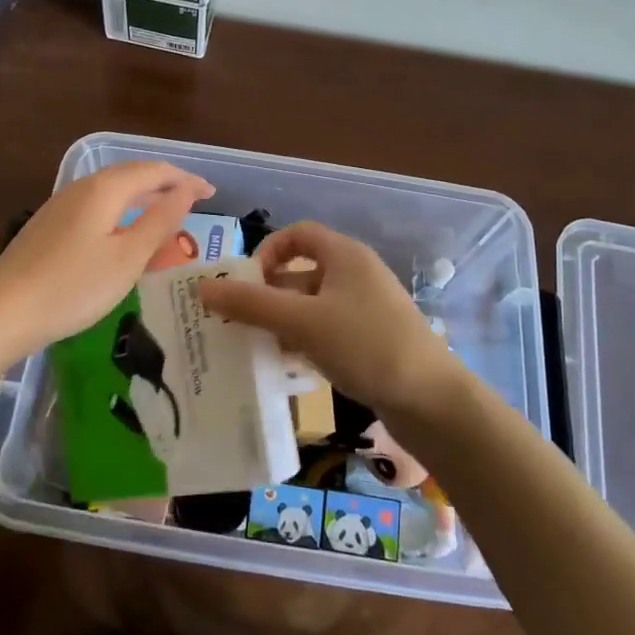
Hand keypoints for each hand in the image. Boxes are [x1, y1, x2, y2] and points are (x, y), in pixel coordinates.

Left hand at [0, 160, 214, 357]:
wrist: (2, 312)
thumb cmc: (74, 287)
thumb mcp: (128, 258)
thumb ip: (161, 220)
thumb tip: (188, 189)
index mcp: (105, 188)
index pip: (155, 171)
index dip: (186, 179)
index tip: (212, 193)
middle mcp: (82, 187)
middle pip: (132, 176)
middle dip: (165, 185)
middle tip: (193, 201)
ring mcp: (61, 205)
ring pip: (112, 191)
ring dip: (143, 198)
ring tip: (165, 215)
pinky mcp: (49, 225)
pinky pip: (96, 207)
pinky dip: (121, 213)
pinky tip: (123, 235)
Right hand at [197, 221, 462, 419]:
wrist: (432, 400)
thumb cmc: (365, 345)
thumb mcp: (302, 321)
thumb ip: (251, 304)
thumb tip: (203, 287)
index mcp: (344, 254)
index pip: (298, 234)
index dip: (268, 251)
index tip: (246, 282)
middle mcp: (355, 274)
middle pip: (301, 272)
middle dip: (268, 294)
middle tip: (238, 321)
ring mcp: (366, 308)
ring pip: (312, 305)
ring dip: (283, 321)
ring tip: (254, 347)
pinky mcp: (371, 339)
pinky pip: (327, 330)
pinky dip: (304, 341)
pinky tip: (288, 366)